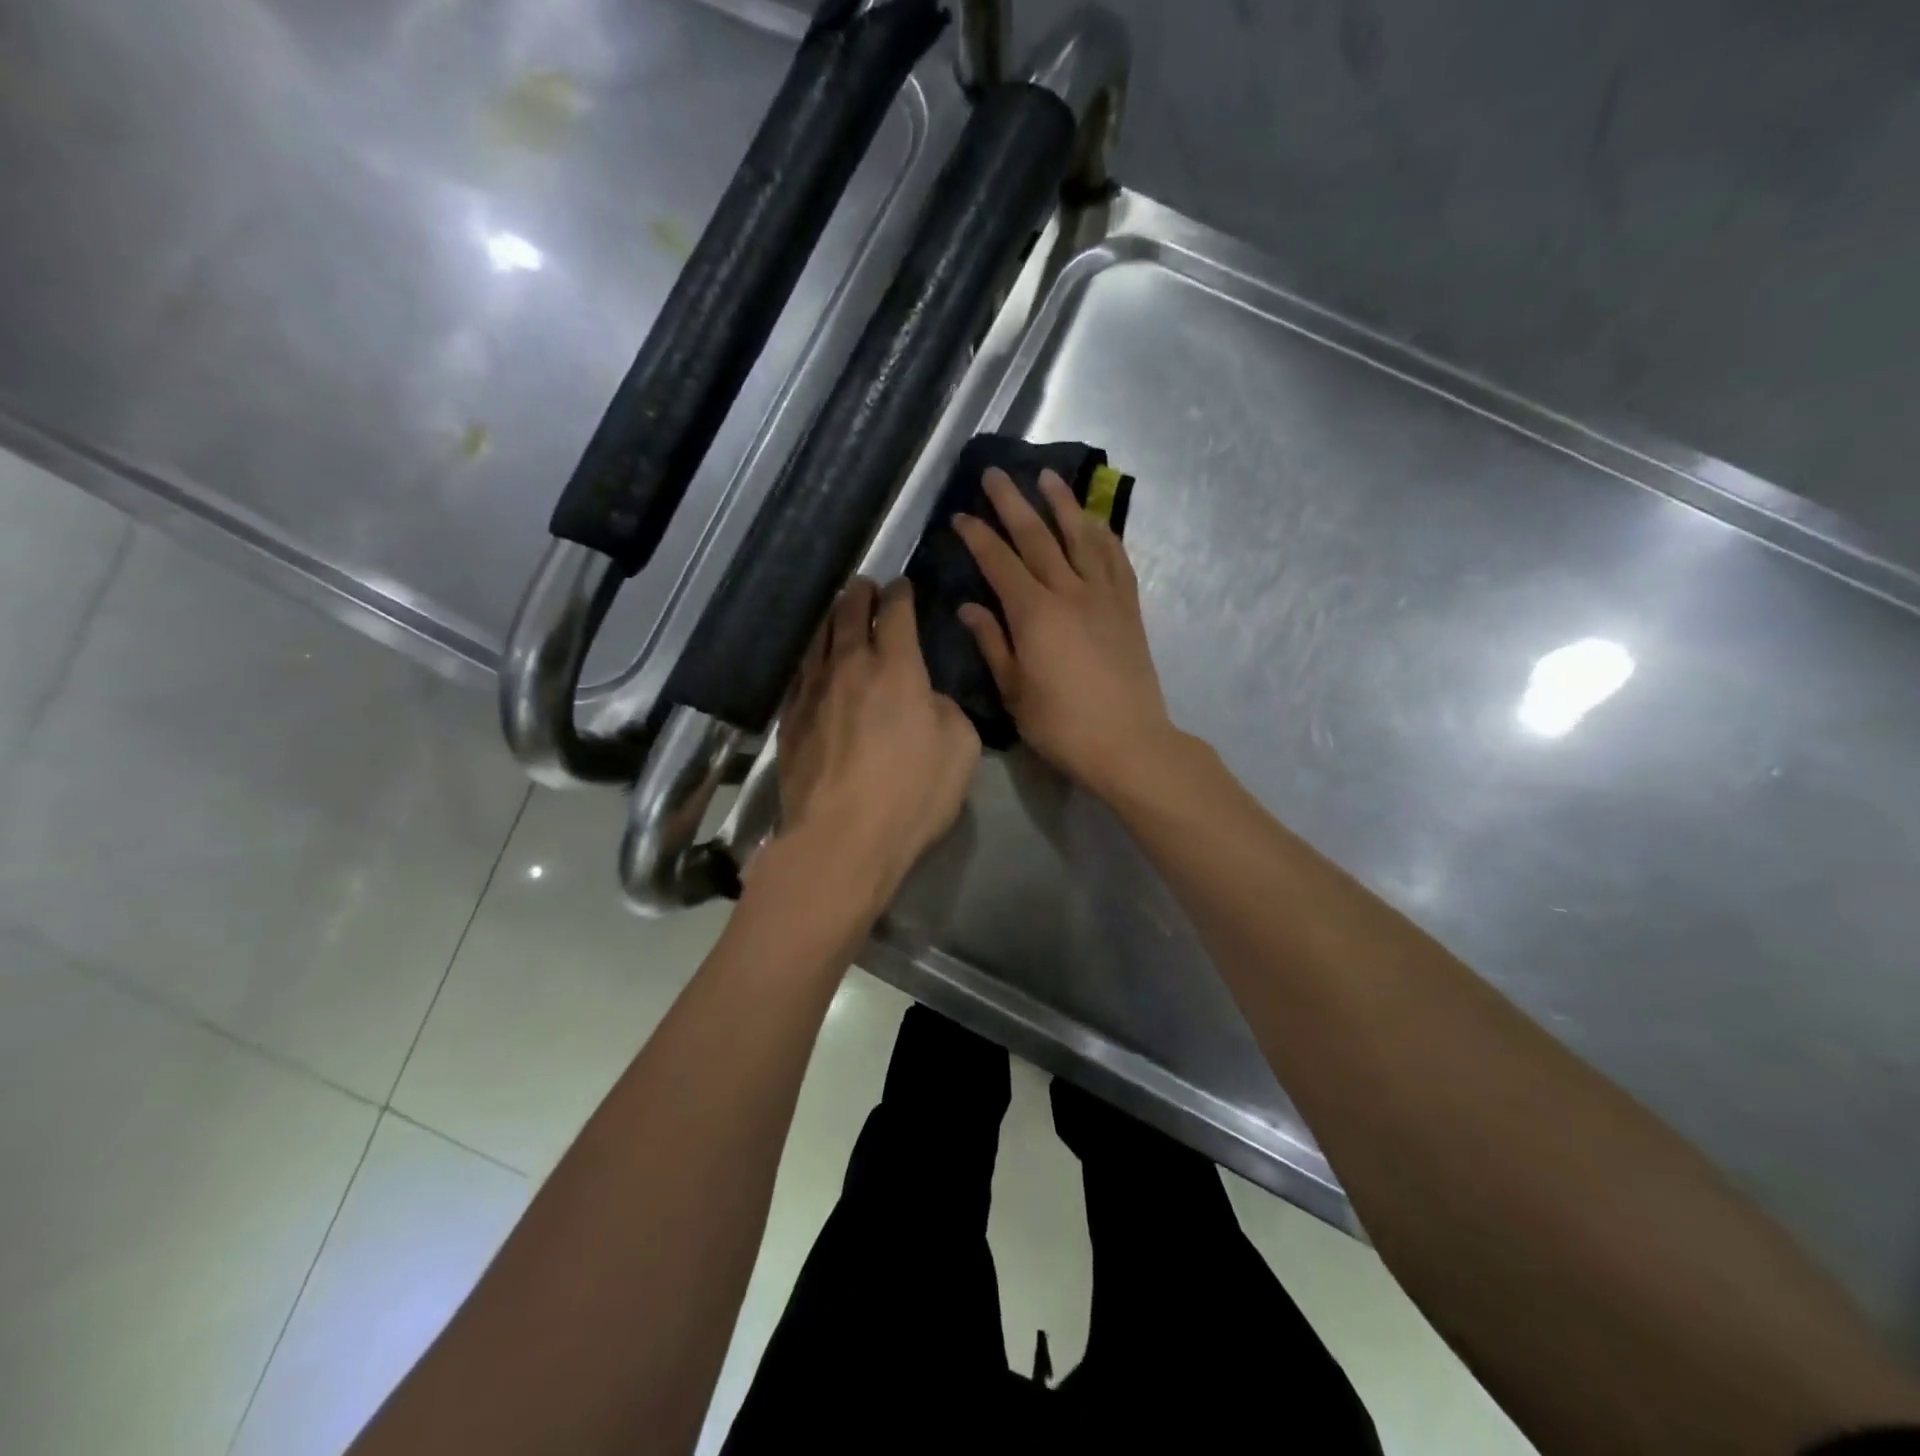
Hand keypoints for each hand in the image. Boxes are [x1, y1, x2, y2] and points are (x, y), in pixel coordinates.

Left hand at [774, 577, 981, 911]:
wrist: (841, 837)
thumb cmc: (911, 794)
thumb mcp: (960, 748)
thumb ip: (946, 710)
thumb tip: (925, 698)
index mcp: (897, 669)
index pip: (896, 614)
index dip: (900, 595)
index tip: (902, 585)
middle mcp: (850, 669)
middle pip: (849, 616)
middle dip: (859, 595)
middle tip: (864, 585)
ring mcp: (814, 693)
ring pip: (819, 640)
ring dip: (830, 619)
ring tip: (836, 611)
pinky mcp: (791, 721)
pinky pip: (800, 674)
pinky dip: (810, 657)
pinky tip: (812, 660)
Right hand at [952, 468, 1176, 798]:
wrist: (1128, 742)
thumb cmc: (1061, 725)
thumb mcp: (1014, 690)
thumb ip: (992, 643)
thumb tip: (969, 608)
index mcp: (1034, 614)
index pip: (1000, 563)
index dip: (978, 537)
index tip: (960, 515)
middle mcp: (1069, 593)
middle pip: (1037, 537)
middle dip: (1012, 503)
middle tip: (995, 473)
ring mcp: (1104, 597)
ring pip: (1081, 538)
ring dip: (1062, 505)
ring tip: (1047, 477)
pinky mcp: (1129, 609)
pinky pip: (1116, 561)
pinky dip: (1104, 536)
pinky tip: (1095, 522)